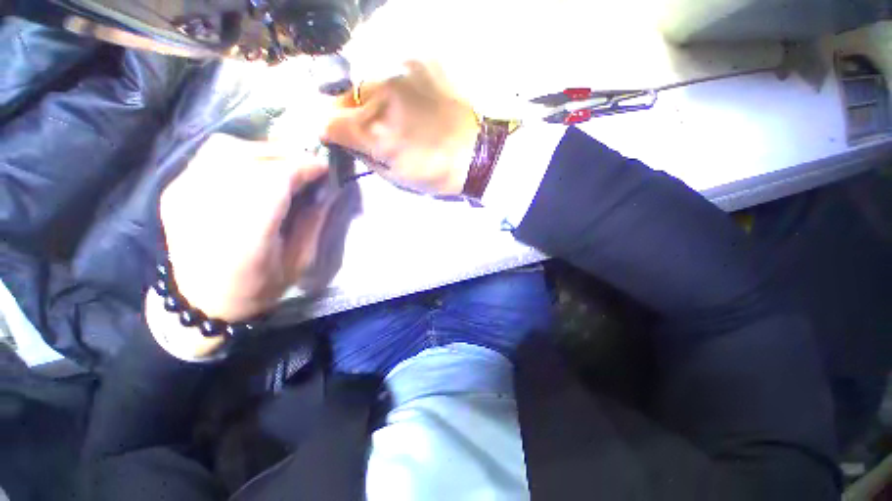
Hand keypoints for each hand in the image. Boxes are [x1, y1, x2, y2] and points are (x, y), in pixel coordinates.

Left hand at [158, 134, 333, 323]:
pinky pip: (210, 155)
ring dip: (263, 150)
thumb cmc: (257, 288)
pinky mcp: (175, 189)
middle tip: (309, 163)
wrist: (201, 302)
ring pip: (227, 147)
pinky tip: (256, 168)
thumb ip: (312, 222)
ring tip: (284, 163)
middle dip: (288, 155)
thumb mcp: (298, 262)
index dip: (304, 167)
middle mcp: (208, 207)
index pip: (275, 179)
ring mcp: (184, 194)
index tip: (324, 168)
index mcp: (245, 234)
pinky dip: (240, 154)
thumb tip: (325, 190)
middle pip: (251, 157)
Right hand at [323, 61, 479, 195]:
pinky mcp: (419, 60)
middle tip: (366, 126)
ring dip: (368, 97)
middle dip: (346, 112)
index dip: (329, 132)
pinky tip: (408, 100)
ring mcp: (401, 69)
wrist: (476, 152)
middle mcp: (381, 91)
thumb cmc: (435, 172)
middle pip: (341, 95)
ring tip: (391, 112)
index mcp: (374, 129)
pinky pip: (390, 70)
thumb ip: (363, 154)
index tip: (338, 137)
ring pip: (364, 79)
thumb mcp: (395, 175)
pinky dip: (391, 85)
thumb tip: (345, 139)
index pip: (326, 121)